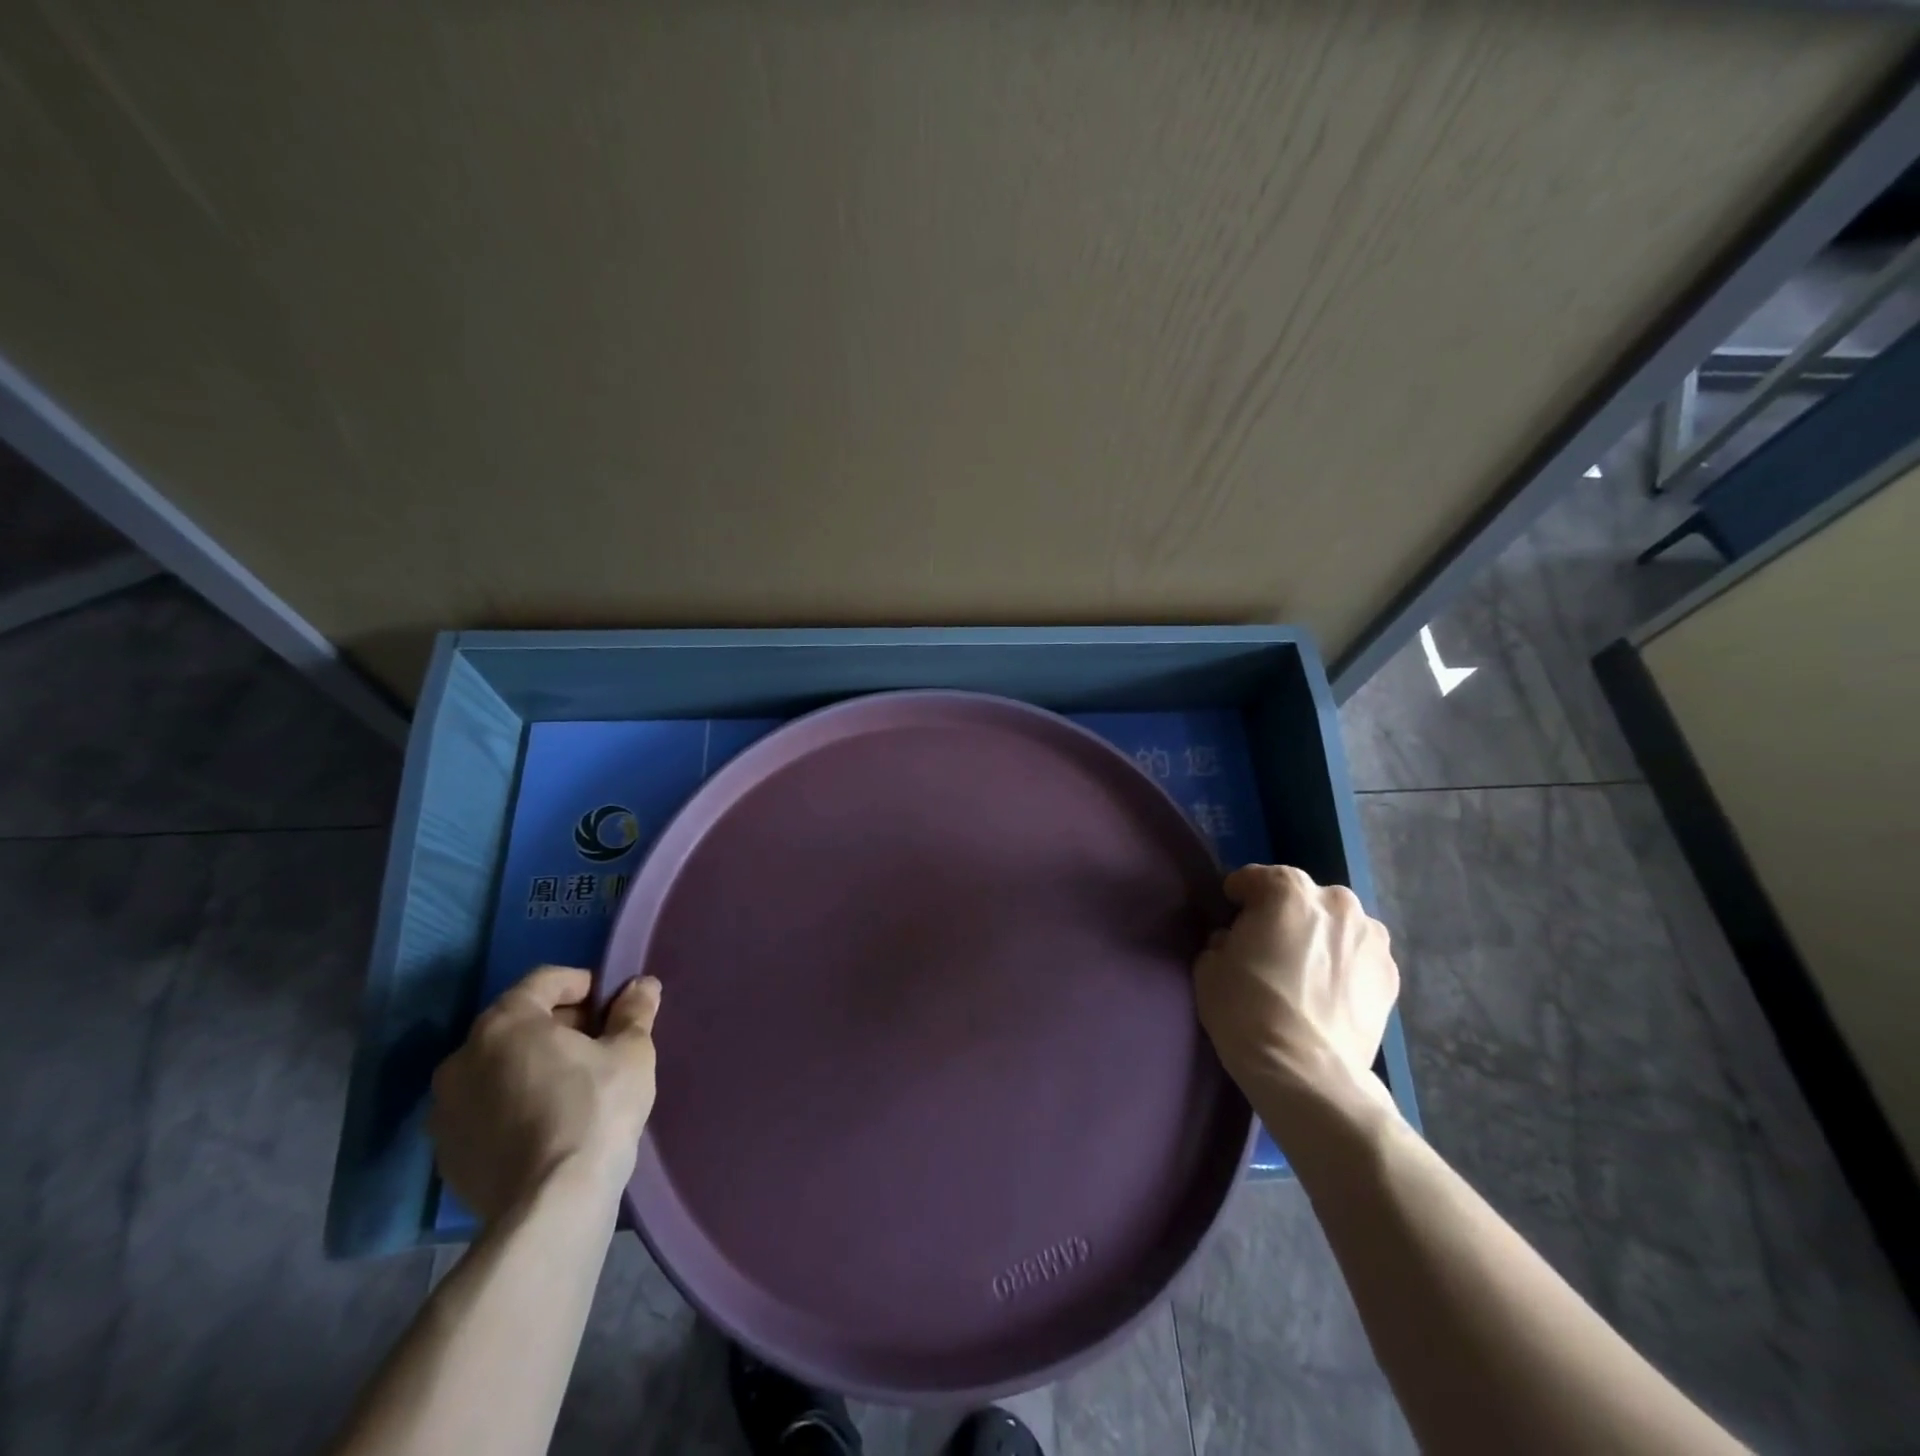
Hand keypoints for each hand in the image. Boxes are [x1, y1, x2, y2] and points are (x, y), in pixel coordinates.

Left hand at [429, 966, 661, 1223]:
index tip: (612, 1005)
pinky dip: (513, 1102)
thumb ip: (634, 1011)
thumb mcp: (631, 1052)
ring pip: (497, 1067)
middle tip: (599, 1043)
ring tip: (574, 1084)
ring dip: (533, 1064)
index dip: (583, 984)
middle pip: (517, 1022)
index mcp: (505, 1023)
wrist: (551, 1206)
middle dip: (559, 1025)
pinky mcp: (446, 1153)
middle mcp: (462, 1058)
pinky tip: (548, 1122)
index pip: (544, 980)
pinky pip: (485, 1108)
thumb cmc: (595, 1109)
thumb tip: (642, 985)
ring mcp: (446, 1109)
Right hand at [1193, 865, 1398, 1121]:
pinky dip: (1343, 965)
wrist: (1305, 1072)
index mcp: (1287, 890)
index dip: (1238, 896)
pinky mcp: (1391, 975)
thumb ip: (1225, 940)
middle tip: (1268, 948)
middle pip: (1301, 898)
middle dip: (1284, 915)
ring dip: (1319, 938)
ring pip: (1335, 925)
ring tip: (1303, 973)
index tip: (1230, 916)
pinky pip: (1357, 957)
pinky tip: (1327, 993)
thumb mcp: (1210, 965)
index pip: (1255, 878)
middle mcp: (1336, 902)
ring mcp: (1371, 938)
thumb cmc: (1246, 1009)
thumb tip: (1238, 942)